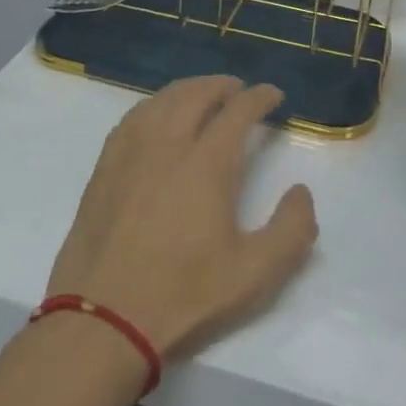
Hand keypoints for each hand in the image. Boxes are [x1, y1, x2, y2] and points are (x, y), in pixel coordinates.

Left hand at [45, 77, 317, 359]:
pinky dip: (154, 105)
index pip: (238, 112)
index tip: (273, 95)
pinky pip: (133, 117)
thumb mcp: (255, 274)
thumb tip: (301, 191)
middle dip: (223, 86)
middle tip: (239, 90)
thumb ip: (292, 230)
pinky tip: (157, 116)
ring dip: (188, 89)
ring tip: (202, 94)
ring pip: (162, 100)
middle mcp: (168, 144)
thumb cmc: (184, 295)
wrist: (104, 319)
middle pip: (197, 94)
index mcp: (207, 163)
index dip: (259, 98)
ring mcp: (130, 152)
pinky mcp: (104, 167)